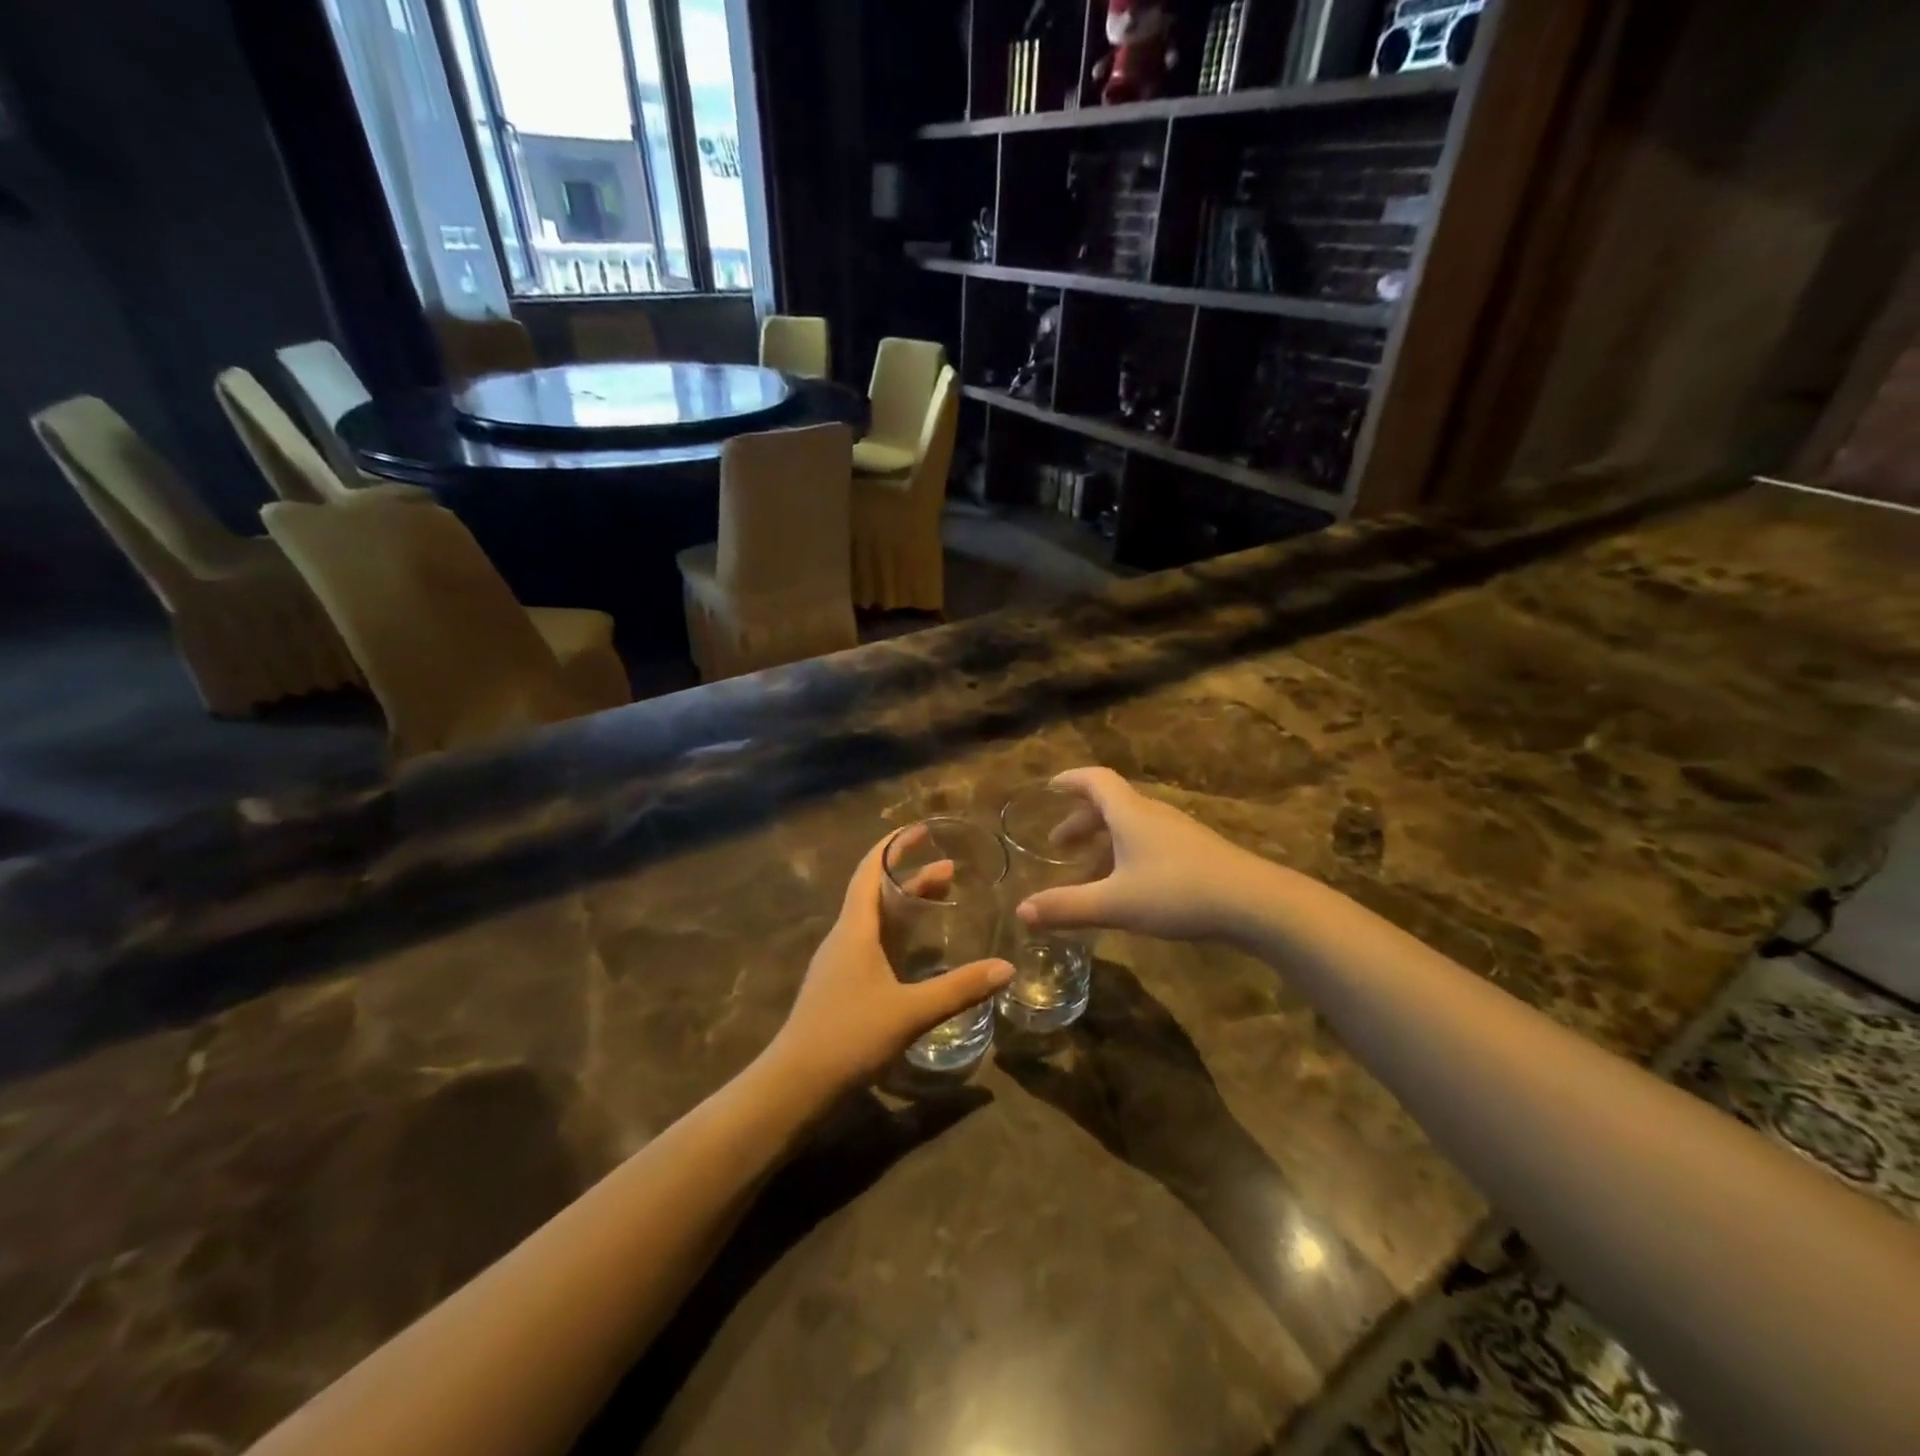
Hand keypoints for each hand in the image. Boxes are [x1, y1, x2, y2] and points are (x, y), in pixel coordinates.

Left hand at [769, 831, 1012, 1092]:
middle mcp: (844, 937)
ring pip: (874, 919)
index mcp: (854, 929)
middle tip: (950, 869)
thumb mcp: (910, 1011)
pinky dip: (897, 933)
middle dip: (911, 875)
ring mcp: (839, 962)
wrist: (795, 1084)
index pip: (870, 870)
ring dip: (905, 905)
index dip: (894, 846)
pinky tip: (917, 951)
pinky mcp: (840, 985)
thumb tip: (1006, 968)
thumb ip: (959, 989)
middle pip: (876, 892)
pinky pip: (872, 943)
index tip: (920, 830)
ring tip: (941, 900)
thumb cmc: (849, 1036)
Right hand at [1015, 767, 1271, 941]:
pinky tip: (1126, 888)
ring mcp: (1178, 834)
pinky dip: (1126, 855)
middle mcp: (1152, 815)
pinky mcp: (1196, 854)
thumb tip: (1021, 911)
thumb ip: (1067, 907)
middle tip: (1058, 844)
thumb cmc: (1178, 893)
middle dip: (1080, 821)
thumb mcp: (1115, 903)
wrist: (1255, 903)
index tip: (1050, 787)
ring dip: (1103, 841)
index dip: (1070, 780)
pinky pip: (1149, 843)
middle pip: (1110, 805)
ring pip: (1131, 827)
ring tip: (1086, 871)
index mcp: (1130, 814)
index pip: (1095, 781)